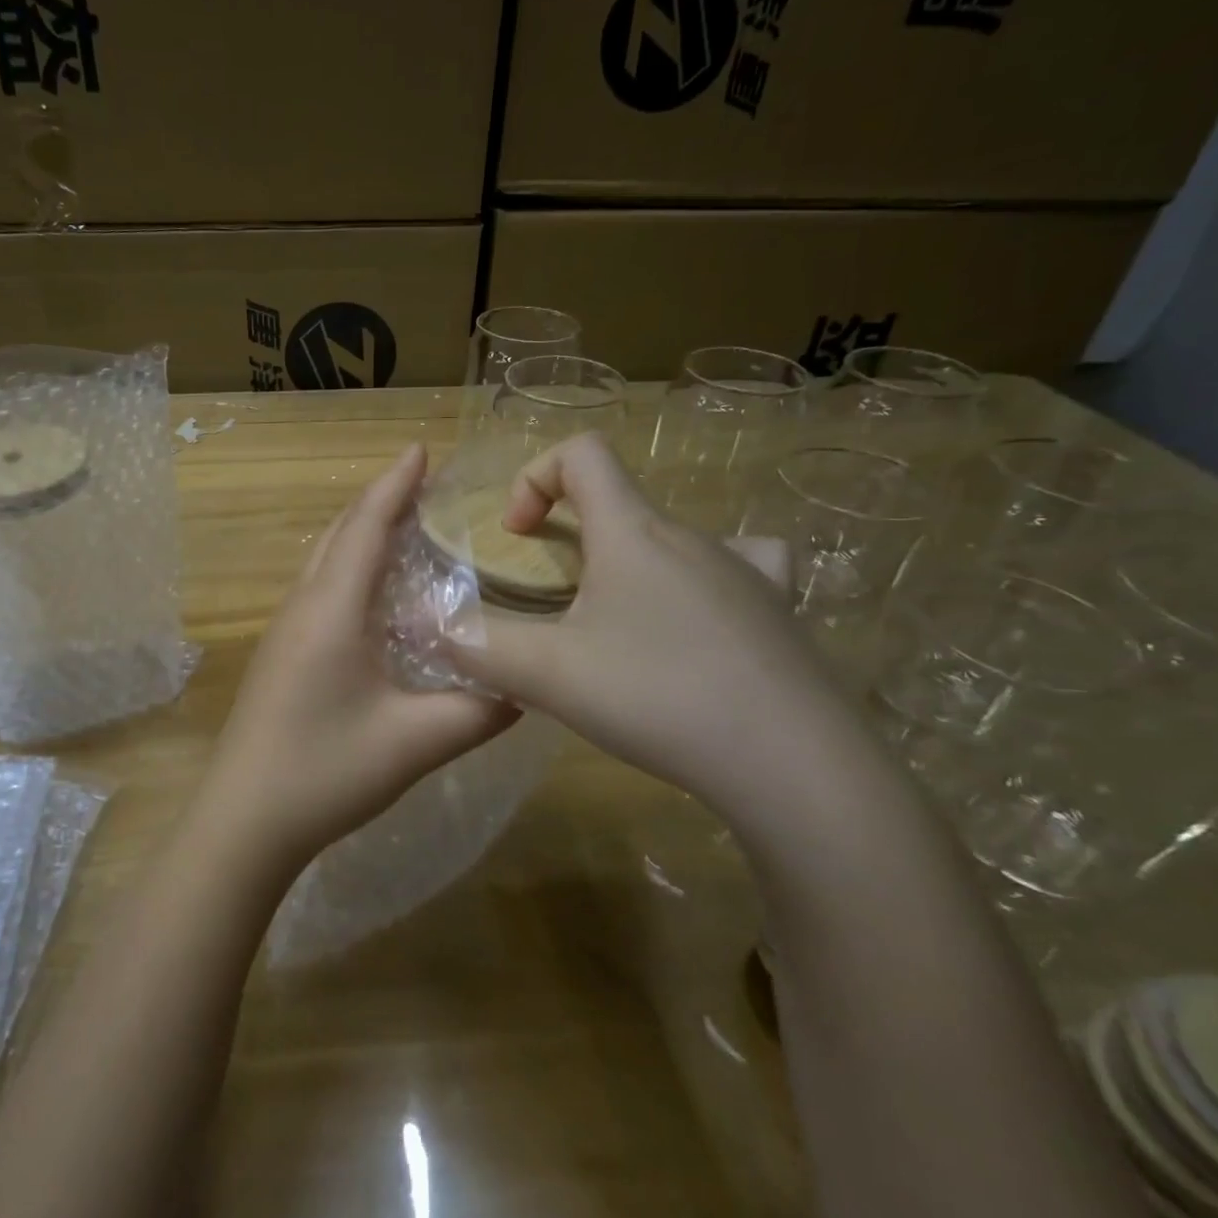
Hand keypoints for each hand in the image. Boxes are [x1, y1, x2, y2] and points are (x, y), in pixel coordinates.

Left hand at [198, 444, 517, 868]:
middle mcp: (303, 607)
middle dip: (379, 501)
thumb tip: (527, 688)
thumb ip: (479, 710)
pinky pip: (318, 589)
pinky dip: (349, 568)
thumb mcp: (416, 743)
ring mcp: (284, 631)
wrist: (244, 820)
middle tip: (424, 485)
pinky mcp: (280, 655)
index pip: (366, 526)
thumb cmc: (325, 771)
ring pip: (324, 561)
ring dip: (360, 533)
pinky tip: (374, 594)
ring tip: (405, 527)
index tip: (421, 448)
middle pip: (339, 533)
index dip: (395, 483)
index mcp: (331, 610)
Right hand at [445, 434, 878, 833]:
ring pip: (672, 539)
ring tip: (615, 626)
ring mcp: (746, 572)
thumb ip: (477, 645)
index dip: (535, 476)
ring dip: (629, 563)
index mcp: (633, 532)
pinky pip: (743, 566)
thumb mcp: (547, 674)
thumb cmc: (658, 696)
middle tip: (553, 605)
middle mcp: (692, 537)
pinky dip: (705, 579)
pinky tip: (698, 621)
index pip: (584, 453)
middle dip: (571, 538)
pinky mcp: (778, 613)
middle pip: (620, 503)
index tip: (518, 536)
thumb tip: (424, 626)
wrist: (792, 764)